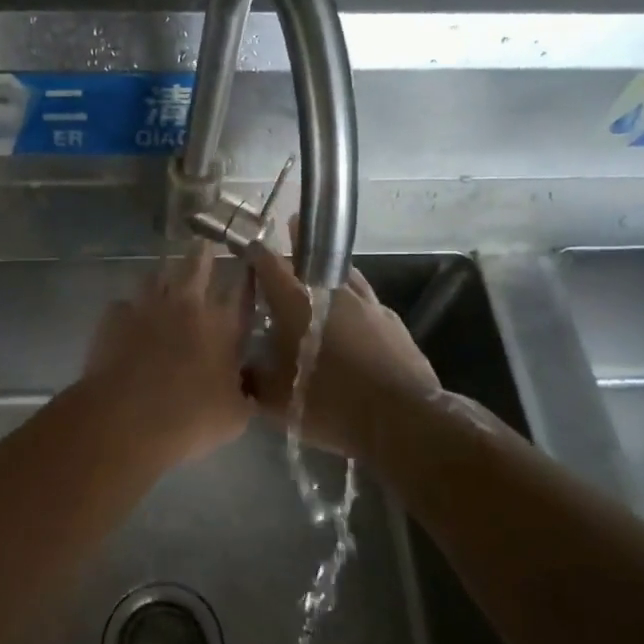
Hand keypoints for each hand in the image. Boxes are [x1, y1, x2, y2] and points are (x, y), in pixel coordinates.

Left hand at [82, 245, 253, 467]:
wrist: (126, 418)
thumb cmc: (190, 419)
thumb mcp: (235, 416)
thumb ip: (244, 393)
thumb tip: (247, 384)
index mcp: (223, 326)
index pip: (242, 291)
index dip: (248, 277)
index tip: (250, 264)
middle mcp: (187, 306)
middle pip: (197, 265)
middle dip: (202, 254)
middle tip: (203, 245)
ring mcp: (147, 306)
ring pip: (157, 275)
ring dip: (164, 274)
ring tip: (166, 276)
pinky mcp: (114, 317)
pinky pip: (124, 303)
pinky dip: (130, 308)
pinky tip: (129, 317)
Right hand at [245, 238, 441, 461]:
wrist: (400, 419)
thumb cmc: (330, 404)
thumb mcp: (277, 402)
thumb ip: (255, 381)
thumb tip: (243, 371)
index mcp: (297, 305)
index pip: (270, 265)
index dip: (257, 253)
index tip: (248, 246)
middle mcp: (332, 294)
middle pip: (311, 260)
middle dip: (298, 244)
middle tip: (292, 225)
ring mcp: (368, 305)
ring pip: (343, 275)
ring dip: (328, 268)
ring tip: (320, 265)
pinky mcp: (392, 322)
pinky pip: (366, 301)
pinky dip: (353, 299)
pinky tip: (353, 312)